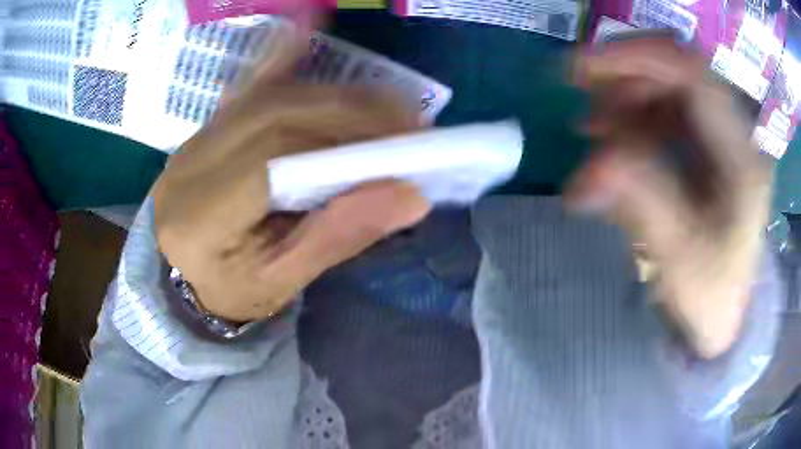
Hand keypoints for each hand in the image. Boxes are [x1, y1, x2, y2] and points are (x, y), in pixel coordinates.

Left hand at [152, 26, 430, 322]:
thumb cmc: (232, 292)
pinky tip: (306, 32)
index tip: (403, 146)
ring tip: (384, 106)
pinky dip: (279, 57)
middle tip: (407, 121)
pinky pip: (244, 86)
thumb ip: (338, 236)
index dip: (342, 142)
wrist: (186, 279)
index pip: (274, 159)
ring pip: (267, 96)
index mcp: (199, 217)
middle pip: (274, 115)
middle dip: (348, 111)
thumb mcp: (282, 282)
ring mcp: (194, 139)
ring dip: (333, 94)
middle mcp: (189, 164)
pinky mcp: (207, 128)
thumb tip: (409, 196)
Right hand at [568, 37, 772, 357]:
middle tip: (579, 91)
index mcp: (742, 159)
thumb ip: (642, 203)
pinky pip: (666, 111)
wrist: (723, 312)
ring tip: (589, 125)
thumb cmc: (709, 295)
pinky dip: (633, 115)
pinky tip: (609, 135)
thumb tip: (592, 168)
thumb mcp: (679, 259)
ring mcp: (722, 137)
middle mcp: (736, 135)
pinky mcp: (708, 146)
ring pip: (668, 87)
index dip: (638, 58)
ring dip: (625, 96)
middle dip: (625, 75)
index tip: (583, 70)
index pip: (693, 74)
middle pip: (678, 71)